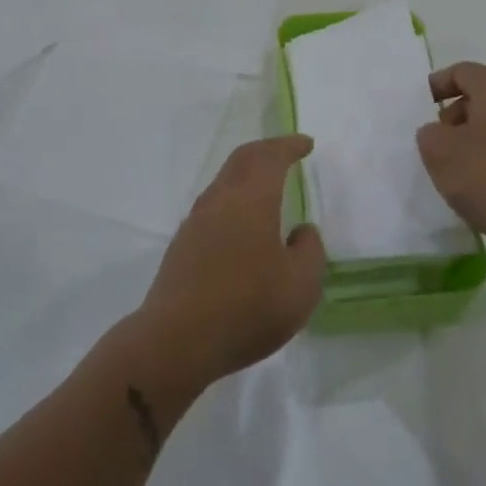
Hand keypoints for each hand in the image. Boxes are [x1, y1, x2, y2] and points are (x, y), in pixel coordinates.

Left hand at [135, 135, 324, 385]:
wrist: (176, 340)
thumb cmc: (247, 308)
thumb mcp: (300, 287)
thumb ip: (309, 252)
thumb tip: (302, 232)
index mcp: (252, 199)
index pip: (271, 157)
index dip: (289, 146)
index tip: (306, 144)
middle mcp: (221, 200)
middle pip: (242, 159)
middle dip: (266, 150)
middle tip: (285, 152)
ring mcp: (196, 221)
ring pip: (224, 181)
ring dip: (246, 174)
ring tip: (265, 185)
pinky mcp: (182, 245)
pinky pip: (212, 206)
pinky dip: (232, 199)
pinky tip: (241, 224)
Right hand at [416, 62, 485, 264]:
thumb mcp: (439, 152)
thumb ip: (429, 133)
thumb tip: (440, 133)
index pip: (461, 72)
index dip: (437, 86)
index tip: (421, 109)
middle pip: (481, 95)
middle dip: (455, 115)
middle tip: (437, 141)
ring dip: (474, 137)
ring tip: (457, 167)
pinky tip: (483, 182)